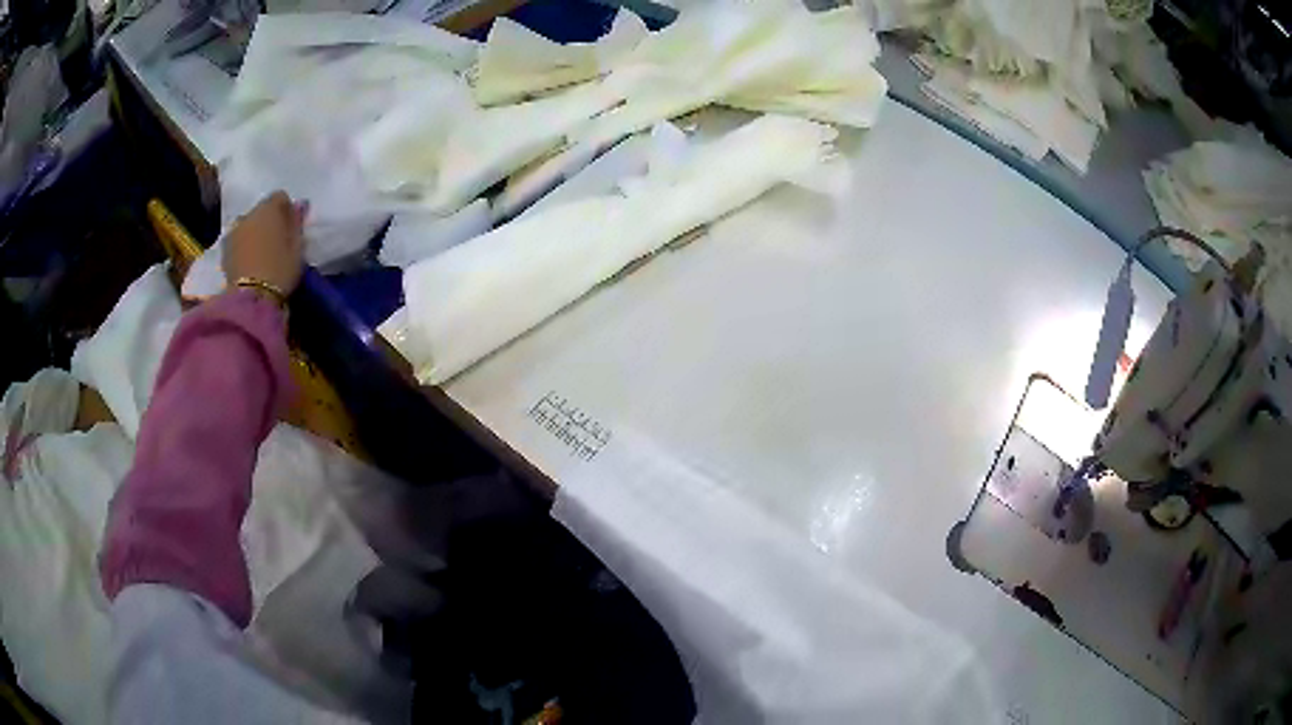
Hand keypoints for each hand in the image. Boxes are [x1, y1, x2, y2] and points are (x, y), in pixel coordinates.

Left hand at [223, 191, 307, 294]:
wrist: (251, 298)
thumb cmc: (280, 270)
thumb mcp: (297, 247)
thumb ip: (296, 223)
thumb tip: (299, 205)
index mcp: (269, 208)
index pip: (280, 197)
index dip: (287, 210)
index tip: (291, 228)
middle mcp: (248, 214)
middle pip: (261, 211)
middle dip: (268, 222)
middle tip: (276, 243)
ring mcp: (233, 232)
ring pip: (248, 226)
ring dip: (254, 235)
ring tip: (262, 256)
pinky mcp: (224, 251)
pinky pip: (238, 242)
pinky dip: (244, 248)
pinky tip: (250, 264)